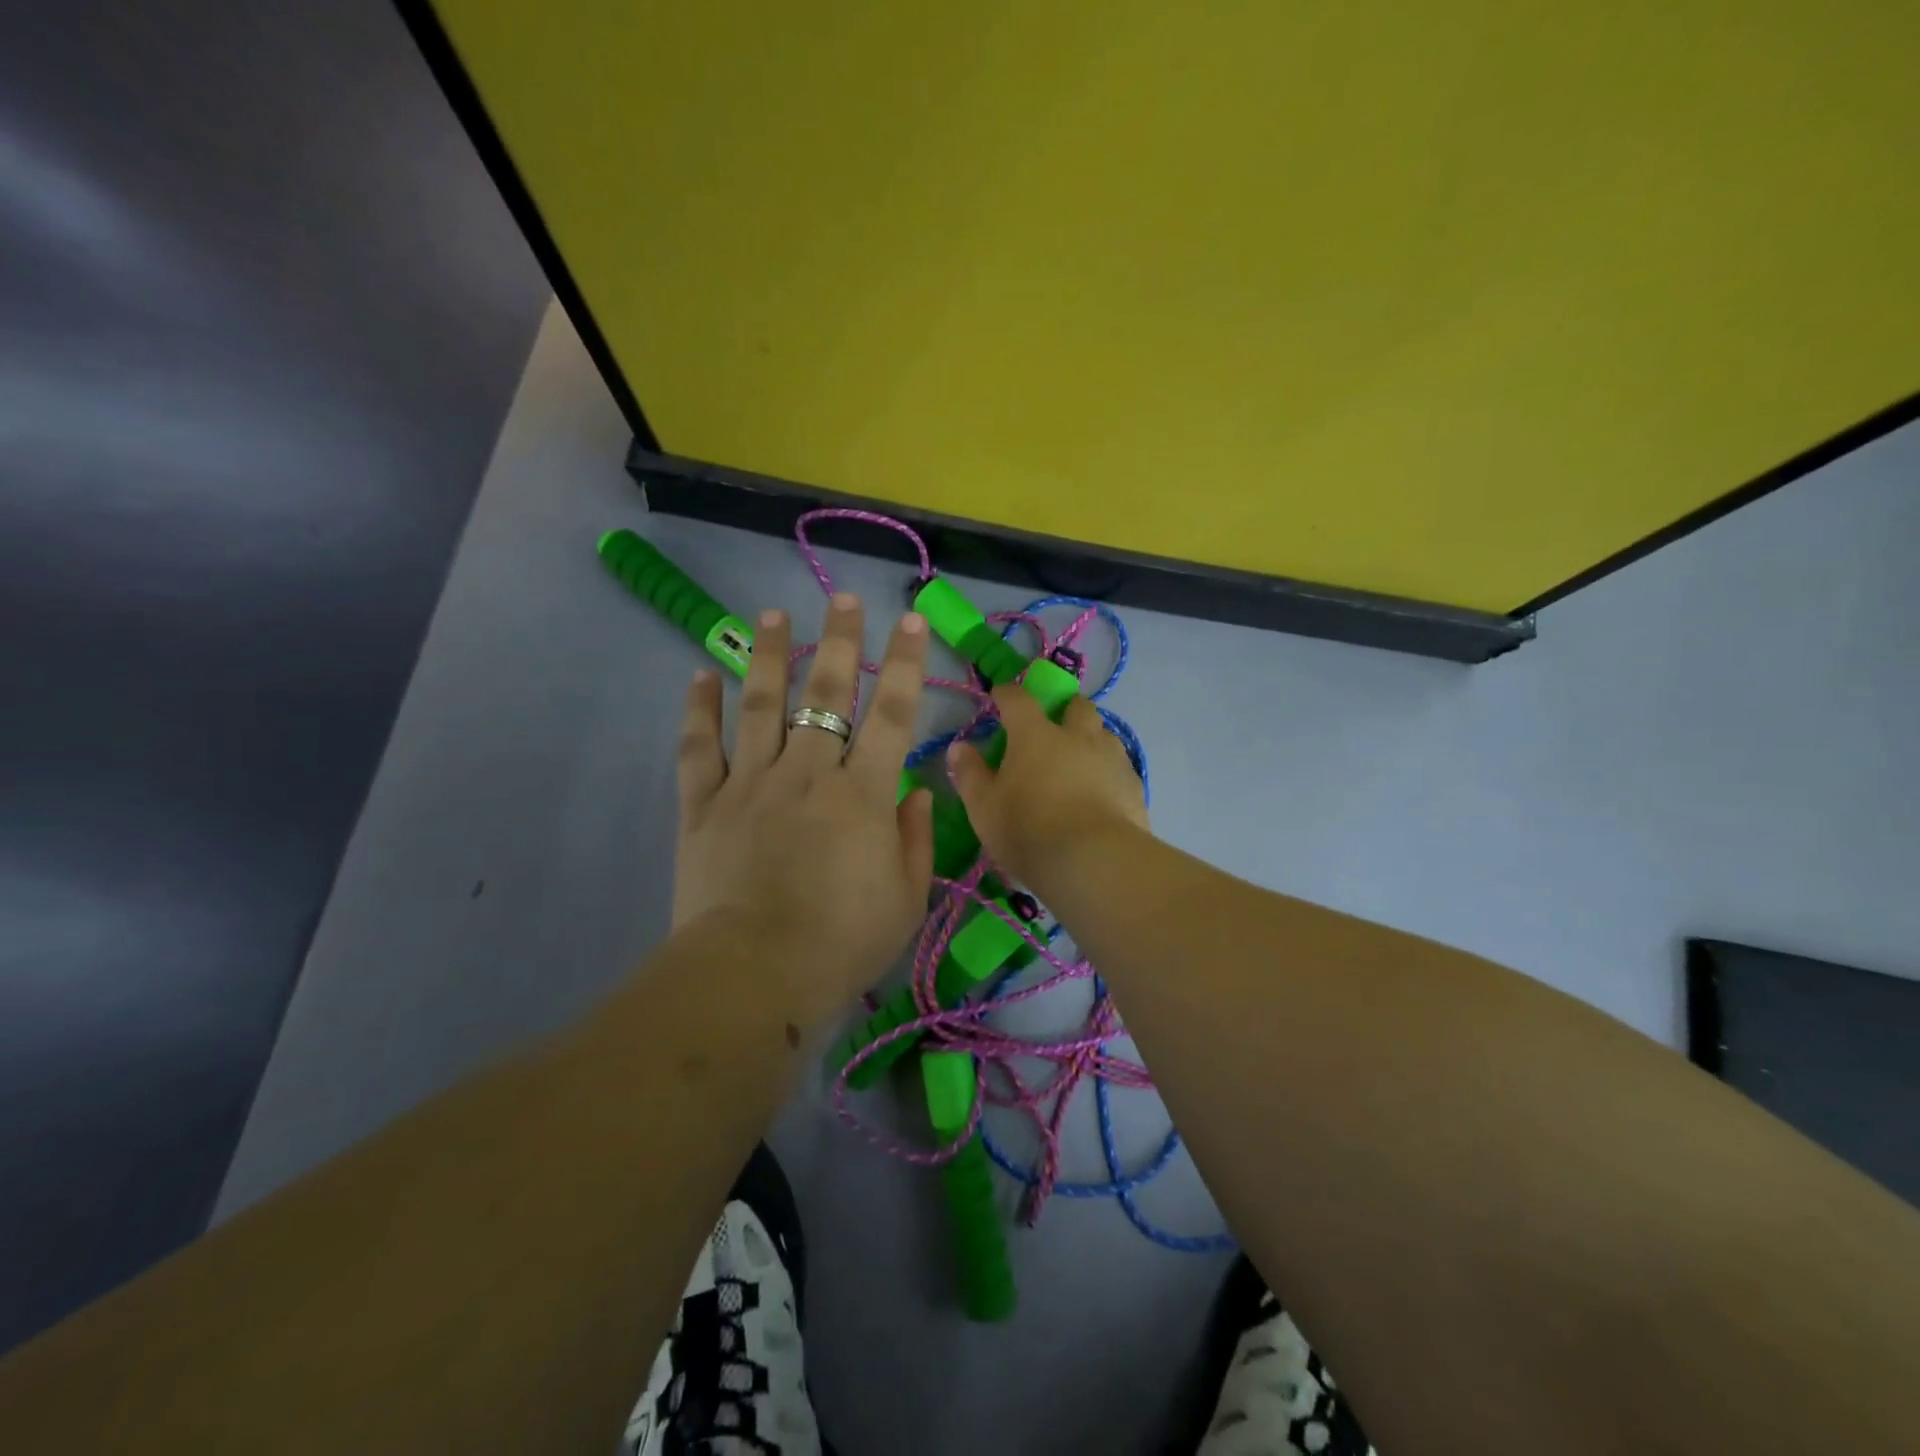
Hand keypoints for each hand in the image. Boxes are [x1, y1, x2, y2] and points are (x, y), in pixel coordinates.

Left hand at [672, 594, 933, 1025]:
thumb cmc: (844, 942)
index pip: (893, 713)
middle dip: (840, 641)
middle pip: (826, 693)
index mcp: (863, 793)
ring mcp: (751, 783)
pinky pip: (700, 747)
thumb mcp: (907, 898)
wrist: (756, 974)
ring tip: (772, 615)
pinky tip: (700, 674)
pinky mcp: (704, 804)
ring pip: (760, 704)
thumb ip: (917, 838)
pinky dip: (699, 710)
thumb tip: (919, 792)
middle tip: (844, 598)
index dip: (906, 664)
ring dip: (768, 655)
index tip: (912, 620)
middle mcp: (808, 772)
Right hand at [946, 685, 1148, 888]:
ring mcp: (1111, 759)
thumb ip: (970, 774)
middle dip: (1064, 709)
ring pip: (1104, 734)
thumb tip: (959, 747)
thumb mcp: (984, 808)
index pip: (1018, 700)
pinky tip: (1102, 795)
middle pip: (1076, 706)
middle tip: (1053, 728)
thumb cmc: (1028, 830)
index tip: (1000, 697)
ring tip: (1080, 764)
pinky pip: (1120, 768)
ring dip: (1091, 740)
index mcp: (1035, 735)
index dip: (1007, 694)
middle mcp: (1077, 736)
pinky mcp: (1134, 786)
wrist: (1094, 862)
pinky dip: (1108, 773)